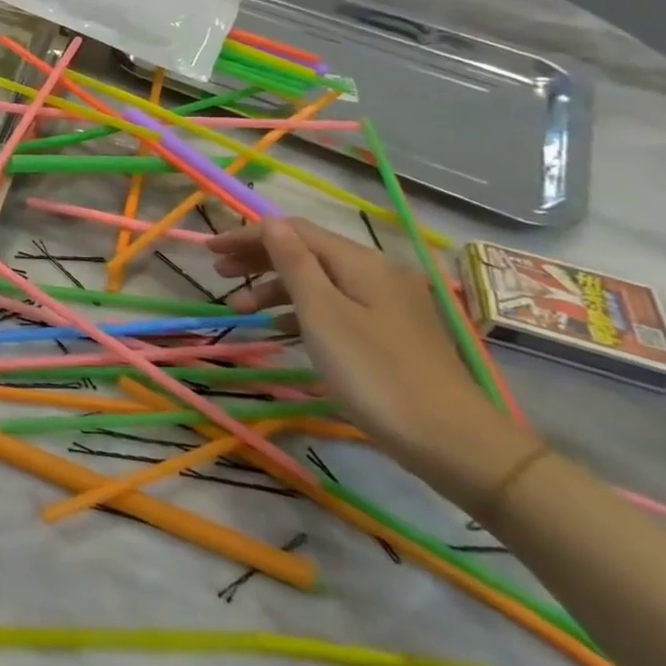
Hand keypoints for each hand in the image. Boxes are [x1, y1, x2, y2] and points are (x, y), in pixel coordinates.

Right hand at [209, 217, 535, 504]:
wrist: (455, 443)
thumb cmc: (375, 373)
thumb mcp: (322, 314)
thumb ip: (293, 263)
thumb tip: (270, 222)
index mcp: (360, 262)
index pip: (294, 231)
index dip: (249, 236)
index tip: (210, 249)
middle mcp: (378, 272)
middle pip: (307, 251)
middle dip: (259, 259)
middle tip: (219, 274)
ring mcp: (390, 303)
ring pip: (320, 281)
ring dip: (276, 287)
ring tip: (241, 310)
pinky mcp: (393, 332)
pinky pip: (336, 305)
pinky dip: (302, 309)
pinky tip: (283, 329)